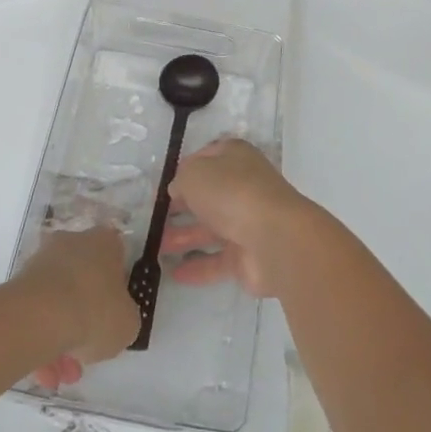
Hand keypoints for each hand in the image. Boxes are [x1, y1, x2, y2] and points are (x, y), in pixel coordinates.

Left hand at [16, 226, 138, 390]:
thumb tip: (115, 319)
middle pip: (84, 282)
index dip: (116, 290)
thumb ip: (125, 317)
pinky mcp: (19, 283)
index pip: (116, 259)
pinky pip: (37, 313)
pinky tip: (45, 373)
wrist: (41, 316)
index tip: (114, 316)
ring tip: (61, 375)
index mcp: (105, 243)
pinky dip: (41, 340)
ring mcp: (43, 261)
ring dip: (61, 338)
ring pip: (58, 302)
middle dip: (85, 321)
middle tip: (86, 355)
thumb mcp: (128, 323)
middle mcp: (73, 243)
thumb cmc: (95, 311)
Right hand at [162, 138, 318, 298]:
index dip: (184, 170)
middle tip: (155, 218)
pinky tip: (173, 274)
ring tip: (156, 248)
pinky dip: (197, 266)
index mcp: (235, 158)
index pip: (206, 157)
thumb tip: (178, 190)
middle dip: (181, 206)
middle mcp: (242, 186)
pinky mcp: (247, 256)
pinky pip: (217, 260)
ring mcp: (247, 222)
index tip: (163, 186)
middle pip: (208, 195)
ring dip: (183, 237)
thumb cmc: (232, 192)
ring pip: (210, 229)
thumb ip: (181, 179)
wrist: (275, 238)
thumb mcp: (195, 173)